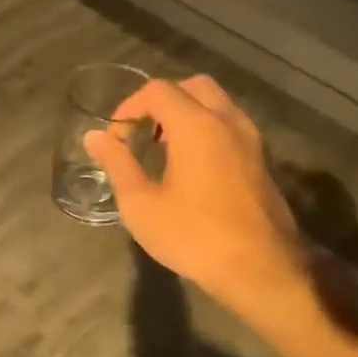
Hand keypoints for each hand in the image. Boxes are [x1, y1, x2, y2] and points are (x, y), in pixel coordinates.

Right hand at [84, 75, 309, 323]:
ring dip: (187, 113)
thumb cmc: (194, 237)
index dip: (129, 106)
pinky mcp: (263, 160)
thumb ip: (117, 165)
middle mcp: (227, 121)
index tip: (115, 136)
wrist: (261, 269)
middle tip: (142, 132)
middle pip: (193, 87)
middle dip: (162, 101)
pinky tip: (192, 165)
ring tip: (164, 147)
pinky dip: (207, 128)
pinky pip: (230, 125)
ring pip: (217, 104)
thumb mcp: (142, 206)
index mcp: (196, 126)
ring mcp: (251, 139)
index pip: (158, 91)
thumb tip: (94, 137)